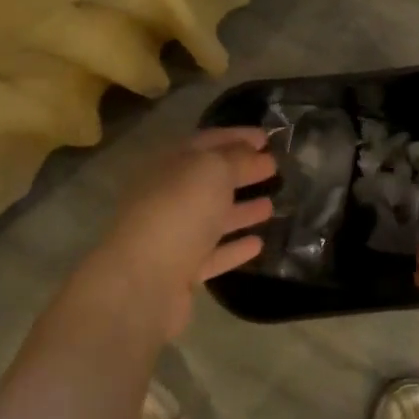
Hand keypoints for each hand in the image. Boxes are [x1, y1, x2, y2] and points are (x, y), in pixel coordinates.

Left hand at [82, 128, 276, 340]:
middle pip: (209, 180)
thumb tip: (254, 153)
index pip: (207, 142)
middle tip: (275, 168)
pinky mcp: (182, 272)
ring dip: (241, 210)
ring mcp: (173, 236)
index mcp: (169, 165)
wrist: (143, 281)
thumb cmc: (179, 212)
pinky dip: (235, 247)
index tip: (268, 138)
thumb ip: (236, 158)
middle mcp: (168, 197)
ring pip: (212, 218)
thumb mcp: (212, 170)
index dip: (237, 137)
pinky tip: (259, 244)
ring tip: (272, 204)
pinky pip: (214, 254)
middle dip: (242, 172)